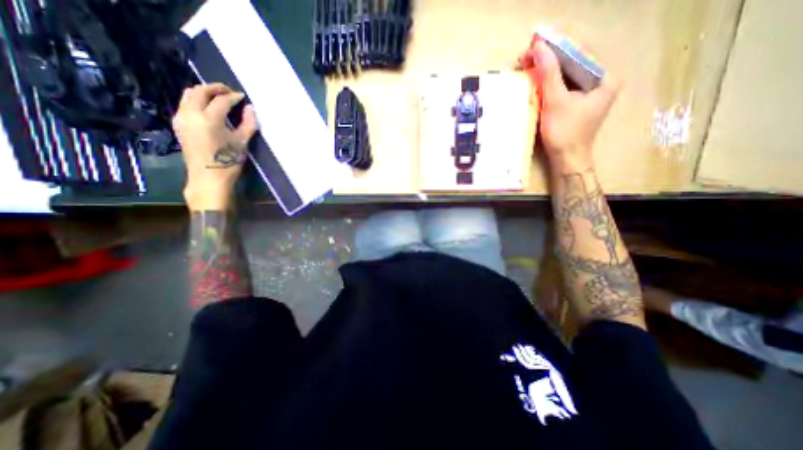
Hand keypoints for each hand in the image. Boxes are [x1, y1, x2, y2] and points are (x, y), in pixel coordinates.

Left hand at [174, 82, 258, 213]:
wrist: (208, 178)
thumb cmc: (228, 162)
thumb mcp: (242, 143)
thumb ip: (248, 124)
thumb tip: (250, 109)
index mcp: (208, 118)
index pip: (221, 100)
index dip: (233, 97)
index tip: (242, 97)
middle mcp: (190, 113)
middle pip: (200, 91)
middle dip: (215, 88)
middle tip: (229, 91)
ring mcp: (181, 118)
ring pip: (189, 95)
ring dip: (204, 92)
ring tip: (218, 97)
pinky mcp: (179, 125)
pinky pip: (185, 104)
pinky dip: (196, 100)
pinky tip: (208, 108)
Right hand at [525, 43, 616, 172]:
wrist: (567, 160)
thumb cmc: (564, 133)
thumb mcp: (555, 102)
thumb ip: (548, 74)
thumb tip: (539, 46)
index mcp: (604, 77)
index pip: (579, 53)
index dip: (556, 47)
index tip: (534, 44)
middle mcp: (600, 82)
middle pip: (573, 63)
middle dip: (549, 59)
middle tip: (528, 57)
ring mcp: (589, 94)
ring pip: (567, 74)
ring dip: (547, 70)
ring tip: (528, 66)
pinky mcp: (577, 104)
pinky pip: (563, 87)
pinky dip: (549, 83)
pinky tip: (536, 81)